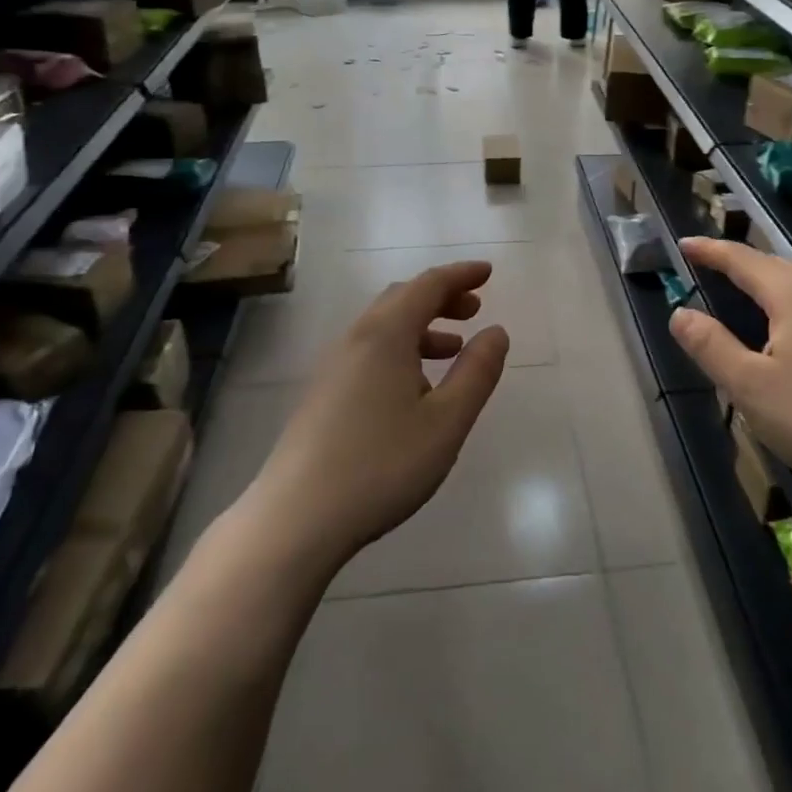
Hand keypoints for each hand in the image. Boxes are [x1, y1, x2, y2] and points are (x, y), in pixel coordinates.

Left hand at [251, 261, 510, 567]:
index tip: (488, 273)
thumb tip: (496, 331)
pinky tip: (414, 389)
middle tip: (474, 309)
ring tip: (452, 350)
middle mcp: (356, 339)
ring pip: (383, 327)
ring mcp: (333, 366)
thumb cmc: (381, 465)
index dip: (461, 275)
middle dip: (441, 297)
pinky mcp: (322, 394)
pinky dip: (400, 350)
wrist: (295, 518)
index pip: (428, 285)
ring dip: (421, 326)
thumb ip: (477, 372)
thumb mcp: (446, 421)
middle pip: (402, 299)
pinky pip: (369, 351)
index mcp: (385, 334)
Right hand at [670, 238, 791, 530]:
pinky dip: (788, 307)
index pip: (743, 260)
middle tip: (709, 262)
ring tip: (742, 291)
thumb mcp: (750, 387)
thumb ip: (710, 346)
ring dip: (765, 283)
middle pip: (774, 266)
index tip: (684, 243)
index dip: (711, 250)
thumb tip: (680, 313)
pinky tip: (789, 334)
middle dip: (738, 262)